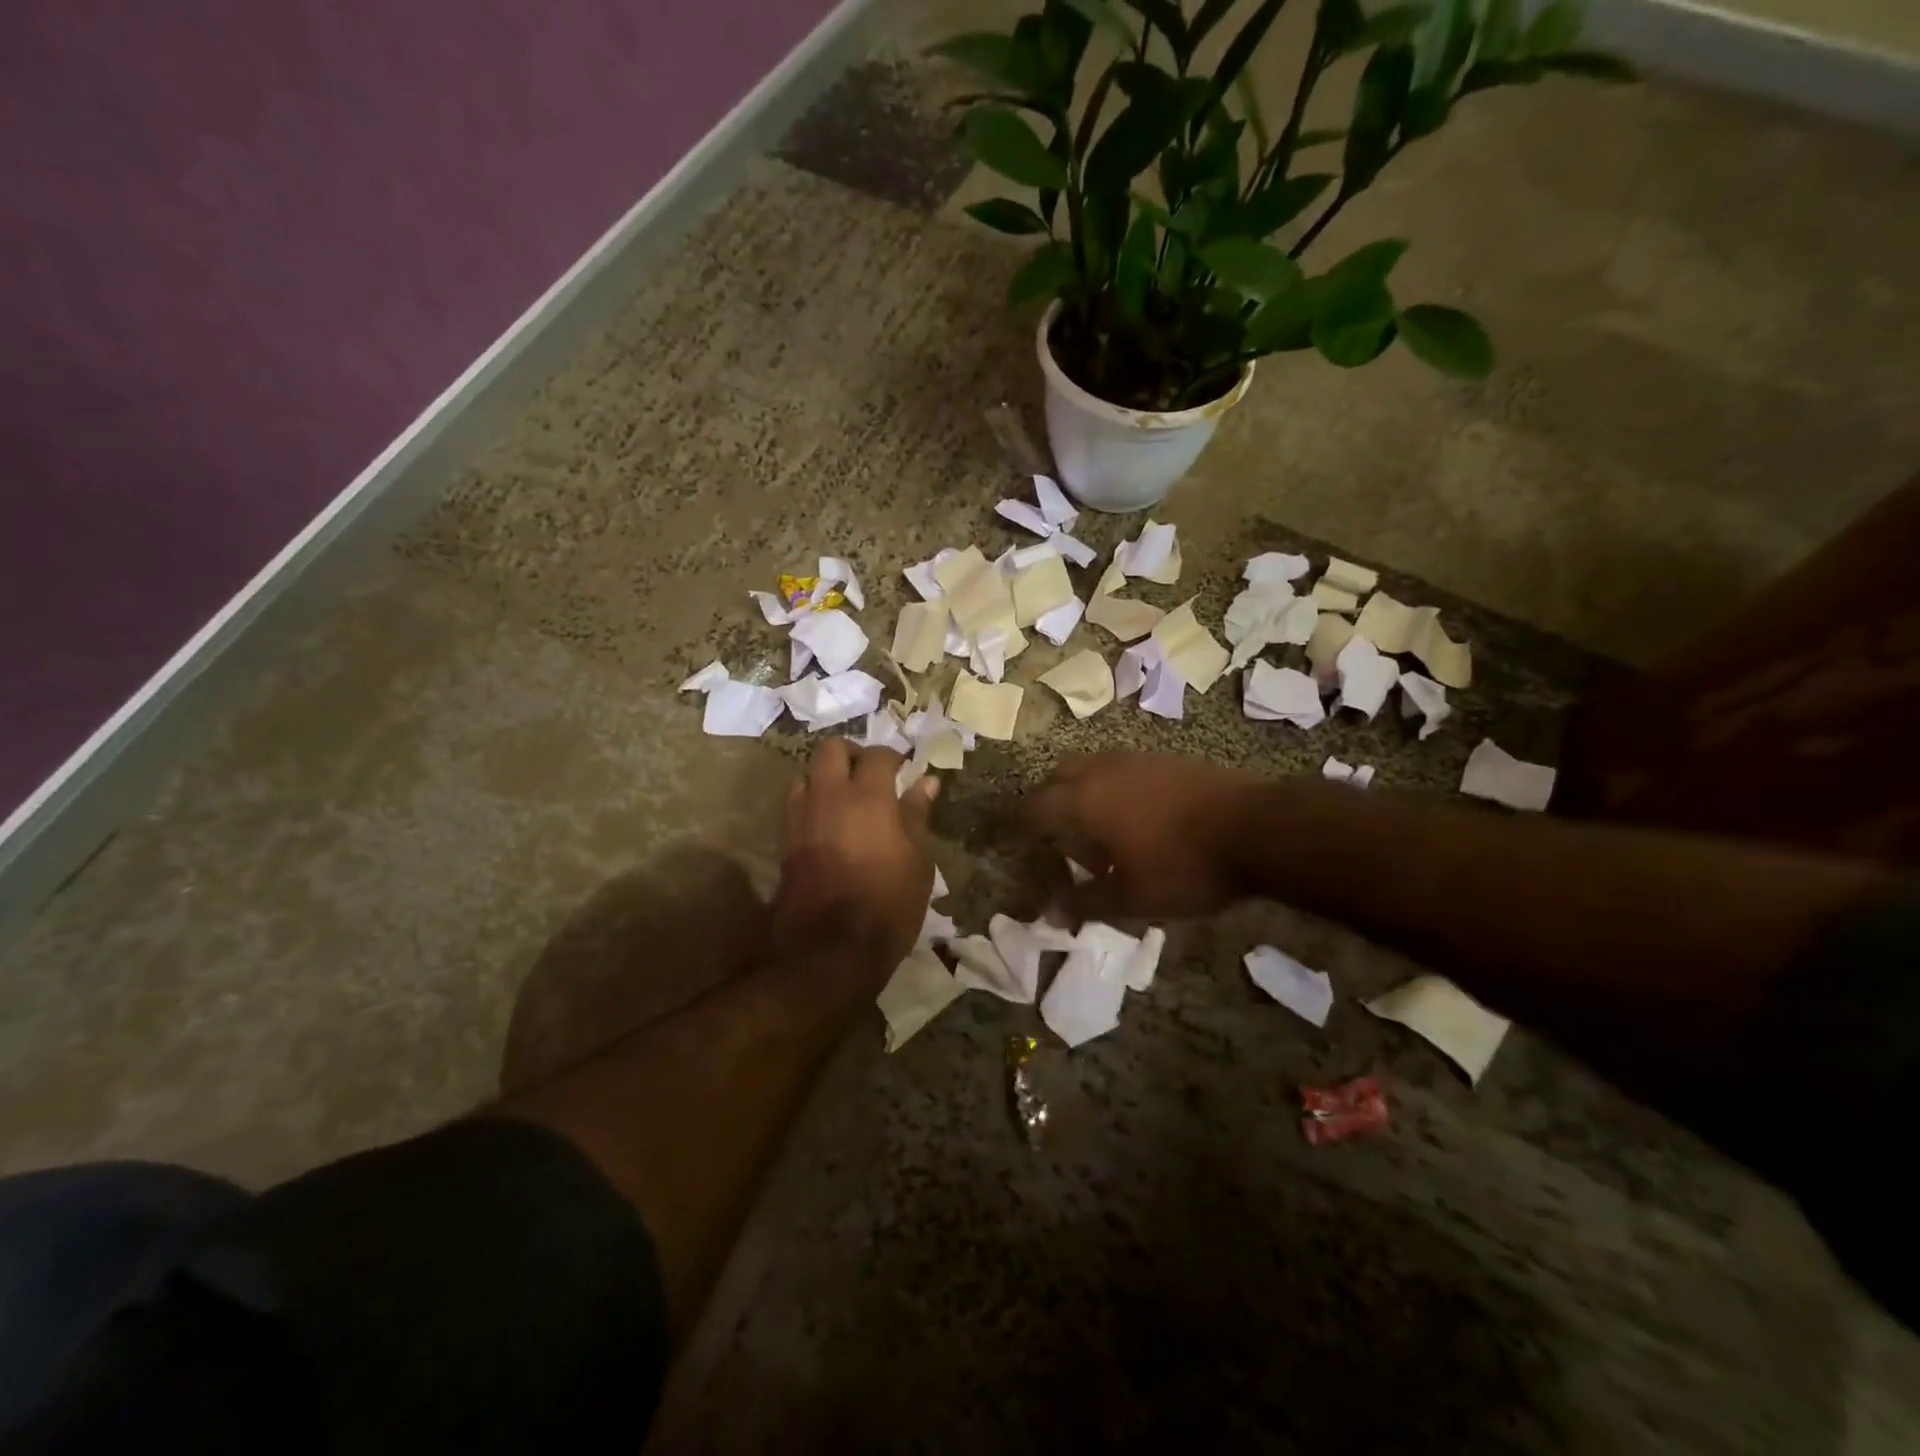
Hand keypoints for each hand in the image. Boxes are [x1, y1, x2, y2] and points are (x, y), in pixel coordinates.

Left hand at [773, 740, 938, 976]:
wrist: (831, 949)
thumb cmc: (888, 903)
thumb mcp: (918, 860)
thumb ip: (917, 815)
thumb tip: (926, 781)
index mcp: (868, 796)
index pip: (878, 755)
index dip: (893, 756)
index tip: (904, 767)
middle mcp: (829, 796)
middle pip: (831, 749)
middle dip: (852, 753)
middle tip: (871, 773)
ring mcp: (801, 818)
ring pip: (806, 774)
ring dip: (825, 777)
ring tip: (845, 798)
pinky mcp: (786, 842)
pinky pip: (796, 804)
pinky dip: (812, 802)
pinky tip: (829, 824)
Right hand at [1027, 754, 1264, 920]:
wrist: (1259, 828)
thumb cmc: (1184, 866)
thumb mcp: (1131, 898)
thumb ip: (1086, 904)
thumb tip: (1052, 914)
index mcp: (1084, 798)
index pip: (1034, 806)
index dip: (1024, 829)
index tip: (1028, 851)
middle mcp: (1103, 769)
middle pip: (1059, 776)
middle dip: (1051, 803)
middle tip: (1058, 838)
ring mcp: (1138, 759)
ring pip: (1093, 768)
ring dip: (1085, 793)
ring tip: (1100, 832)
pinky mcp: (1168, 760)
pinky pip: (1124, 770)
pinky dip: (1115, 789)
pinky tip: (1139, 820)